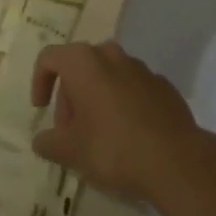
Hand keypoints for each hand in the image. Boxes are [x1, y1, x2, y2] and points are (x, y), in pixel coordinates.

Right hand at [29, 41, 212, 204]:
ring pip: (107, 76)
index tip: (41, 110)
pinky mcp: (163, 85)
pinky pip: (132, 88)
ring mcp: (140, 68)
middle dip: (69, 97)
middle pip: (79, 67)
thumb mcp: (71, 151)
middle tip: (70, 132)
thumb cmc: (113, 147)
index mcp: (83, 61)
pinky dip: (123, 104)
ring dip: (96, 99)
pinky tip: (128, 135)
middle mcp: (111, 55)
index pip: (49, 58)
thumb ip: (49, 143)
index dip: (39, 82)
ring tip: (98, 135)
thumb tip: (41, 140)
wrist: (176, 160)